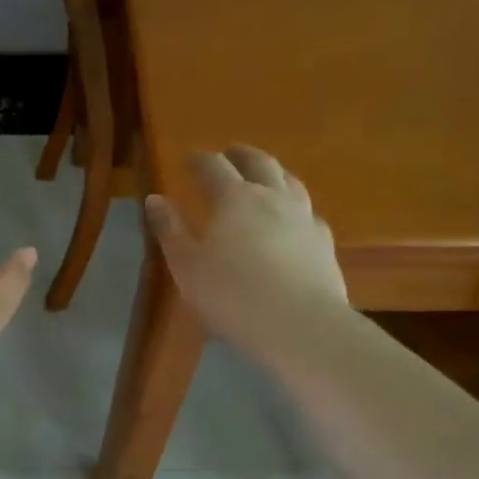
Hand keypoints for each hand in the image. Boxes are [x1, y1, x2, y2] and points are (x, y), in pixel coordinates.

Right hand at [145, 146, 347, 361]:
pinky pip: (308, 212)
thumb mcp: (186, 265)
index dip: (199, 160)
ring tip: (264, 177)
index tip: (188, 160)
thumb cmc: (231, 295)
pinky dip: (295, 207)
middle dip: (240, 155)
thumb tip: (155, 198)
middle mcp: (271, 197)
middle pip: (258, 163)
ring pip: (289, 181)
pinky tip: (293, 220)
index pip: (213, 166)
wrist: (300, 325)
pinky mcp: (324, 242)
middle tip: (230, 154)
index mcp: (233, 198)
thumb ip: (170, 230)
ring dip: (272, 173)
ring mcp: (303, 217)